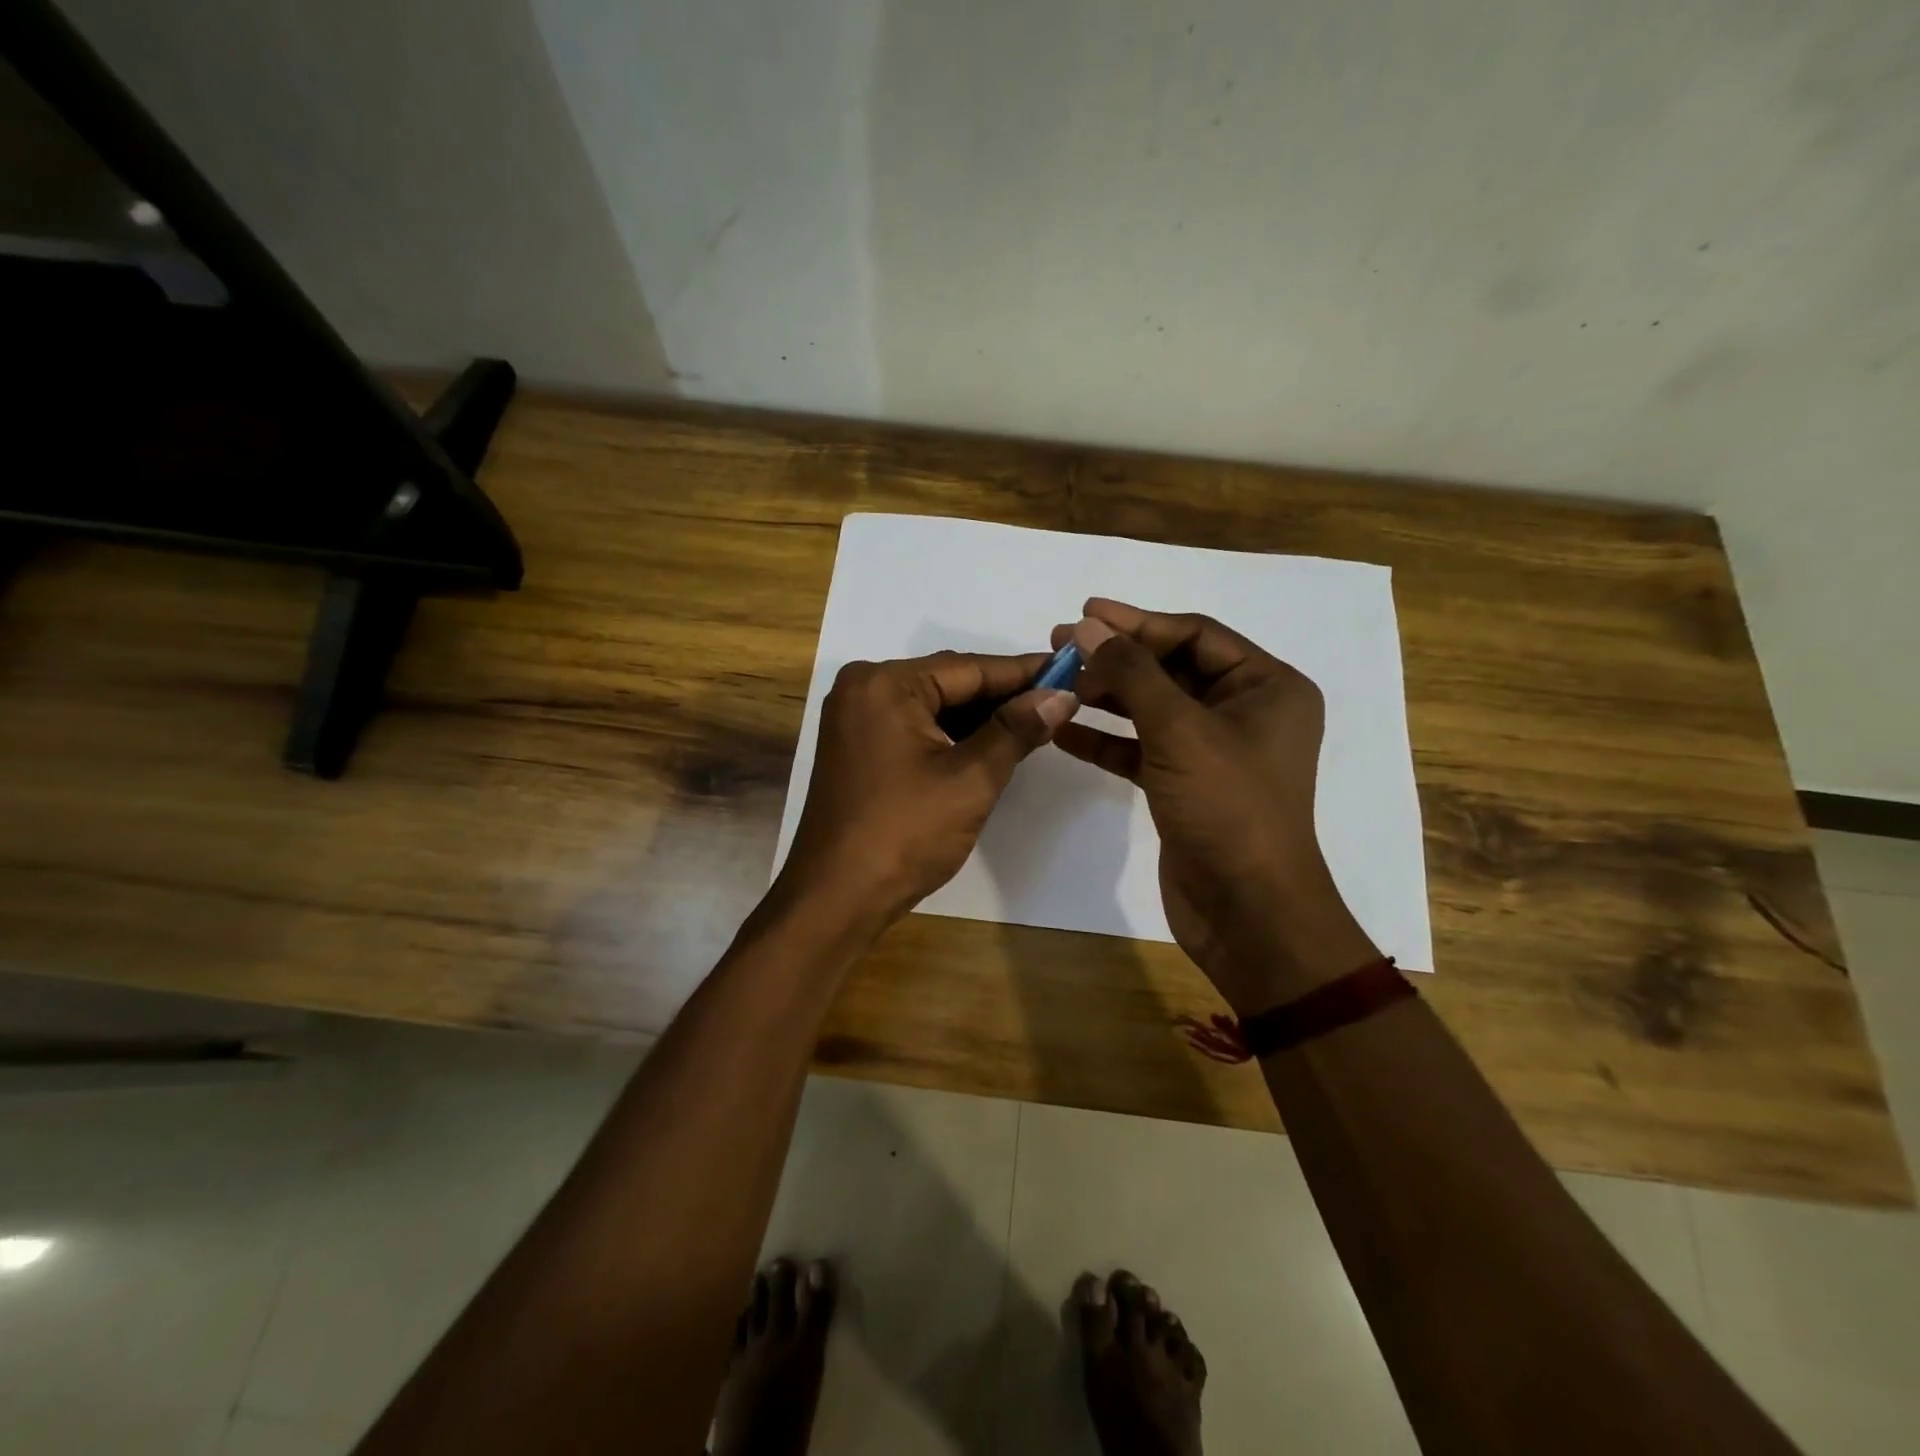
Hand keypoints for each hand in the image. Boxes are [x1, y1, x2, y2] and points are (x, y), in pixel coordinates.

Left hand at [776, 650, 1077, 932]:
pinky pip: (914, 726)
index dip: (1024, 672)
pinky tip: (990, 744)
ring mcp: (855, 718)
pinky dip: (952, 734)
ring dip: (979, 717)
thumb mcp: (971, 779)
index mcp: (885, 684)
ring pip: (933, 706)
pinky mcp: (857, 747)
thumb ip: (1016, 730)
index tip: (1070, 670)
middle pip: (949, 683)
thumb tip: (1062, 695)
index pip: (969, 668)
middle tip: (1058, 700)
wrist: (837, 897)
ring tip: (1034, 722)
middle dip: (1003, 696)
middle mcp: (864, 688)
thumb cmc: (905, 834)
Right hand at [1052, 600, 1379, 1014]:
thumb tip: (1088, 626)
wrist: (1247, 911)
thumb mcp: (1179, 730)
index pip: (1194, 635)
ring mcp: (1213, 751)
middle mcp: (1245, 712)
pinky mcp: (1185, 785)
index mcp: (1266, 686)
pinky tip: (1063, 732)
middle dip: (1116, 658)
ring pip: (1152, 708)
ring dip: (1106, 696)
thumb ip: (1132, 673)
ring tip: (1055, 682)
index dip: (1137, 622)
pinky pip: (1141, 748)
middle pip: (1171, 669)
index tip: (1084, 613)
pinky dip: (1106, 739)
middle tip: (1059, 646)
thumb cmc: (1227, 807)